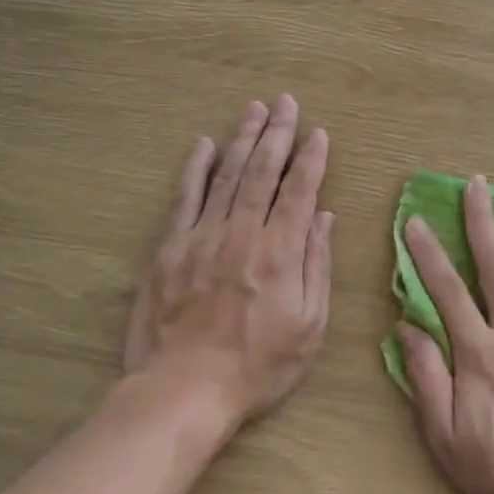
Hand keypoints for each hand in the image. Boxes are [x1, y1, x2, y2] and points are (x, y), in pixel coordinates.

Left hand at [124, 96, 333, 427]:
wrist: (184, 390)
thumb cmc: (257, 365)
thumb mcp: (309, 326)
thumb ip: (317, 266)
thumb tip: (323, 218)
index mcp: (281, 251)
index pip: (300, 191)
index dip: (311, 159)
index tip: (318, 133)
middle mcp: (243, 233)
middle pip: (263, 171)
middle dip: (278, 133)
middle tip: (286, 103)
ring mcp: (203, 236)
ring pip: (227, 175)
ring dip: (243, 139)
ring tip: (255, 109)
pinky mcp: (170, 248)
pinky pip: (185, 198)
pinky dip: (195, 168)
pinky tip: (204, 144)